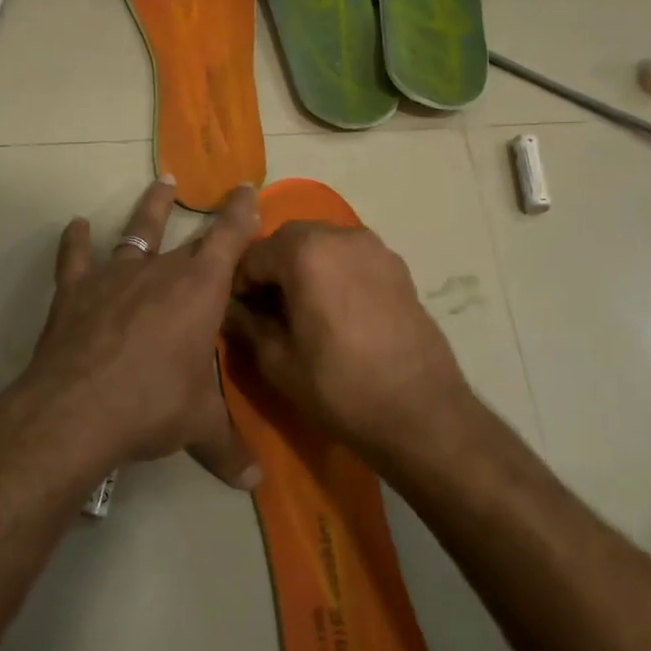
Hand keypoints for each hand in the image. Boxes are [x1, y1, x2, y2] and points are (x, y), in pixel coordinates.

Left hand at [15, 178, 261, 486]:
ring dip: (149, 209)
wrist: (77, 410)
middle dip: (206, 219)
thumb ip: (229, 449)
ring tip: (159, 184)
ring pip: (136, 232)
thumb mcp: (199, 427)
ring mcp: (114, 277)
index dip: (241, 212)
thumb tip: (255, 483)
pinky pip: (75, 258)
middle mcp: (160, 272)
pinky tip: (76, 226)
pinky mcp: (75, 291)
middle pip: (188, 237)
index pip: (229, 239)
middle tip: (216, 198)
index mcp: (200, 291)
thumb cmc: (153, 407)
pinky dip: (75, 241)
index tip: (248, 187)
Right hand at [222, 221, 473, 456]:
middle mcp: (341, 236)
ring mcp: (375, 248)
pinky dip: (333, 271)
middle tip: (268, 311)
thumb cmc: (340, 388)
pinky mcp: (398, 267)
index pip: (253, 254)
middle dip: (271, 268)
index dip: (239, 284)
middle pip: (289, 239)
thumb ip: (246, 324)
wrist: (422, 414)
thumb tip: (228, 307)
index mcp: (306, 252)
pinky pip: (350, 257)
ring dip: (302, 267)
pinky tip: (335, 312)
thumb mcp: (277, 361)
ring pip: (322, 244)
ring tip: (302, 311)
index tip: (240, 314)